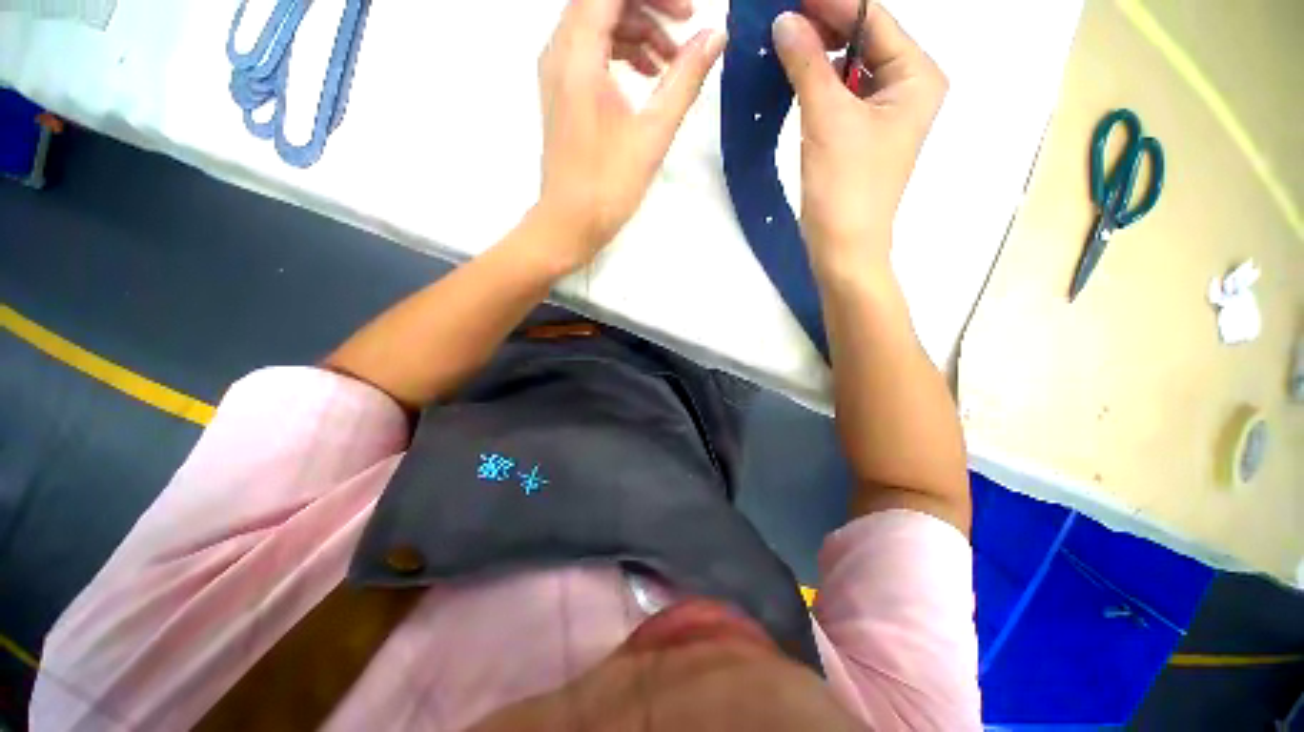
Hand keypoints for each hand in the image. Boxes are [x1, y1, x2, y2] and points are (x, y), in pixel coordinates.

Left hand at [537, 0, 726, 270]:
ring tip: (671, 61)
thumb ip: (684, 79)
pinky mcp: (562, 91)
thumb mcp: (653, 133)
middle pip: (603, 0)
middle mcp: (559, 50)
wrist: (570, 223)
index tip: (687, 11)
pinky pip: (591, 49)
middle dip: (649, 4)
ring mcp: (557, 71)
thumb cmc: (608, 185)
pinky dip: (621, 50)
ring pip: (598, 21)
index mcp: (578, 54)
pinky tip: (647, 75)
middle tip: (687, 27)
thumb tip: (714, 36)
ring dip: (637, 28)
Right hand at [771, 0, 946, 275]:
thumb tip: (786, 22)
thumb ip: (807, 64)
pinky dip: (817, 82)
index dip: (832, 3)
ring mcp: (884, 112)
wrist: (843, 248)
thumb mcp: (827, 118)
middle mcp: (907, 87)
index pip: (873, 20)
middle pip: (863, 40)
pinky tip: (794, 74)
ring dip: (817, 54)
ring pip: (849, 67)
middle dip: (824, 27)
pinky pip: (840, 94)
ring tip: (783, 41)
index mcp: (916, 75)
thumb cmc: (845, 186)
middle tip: (782, 18)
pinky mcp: (861, 134)